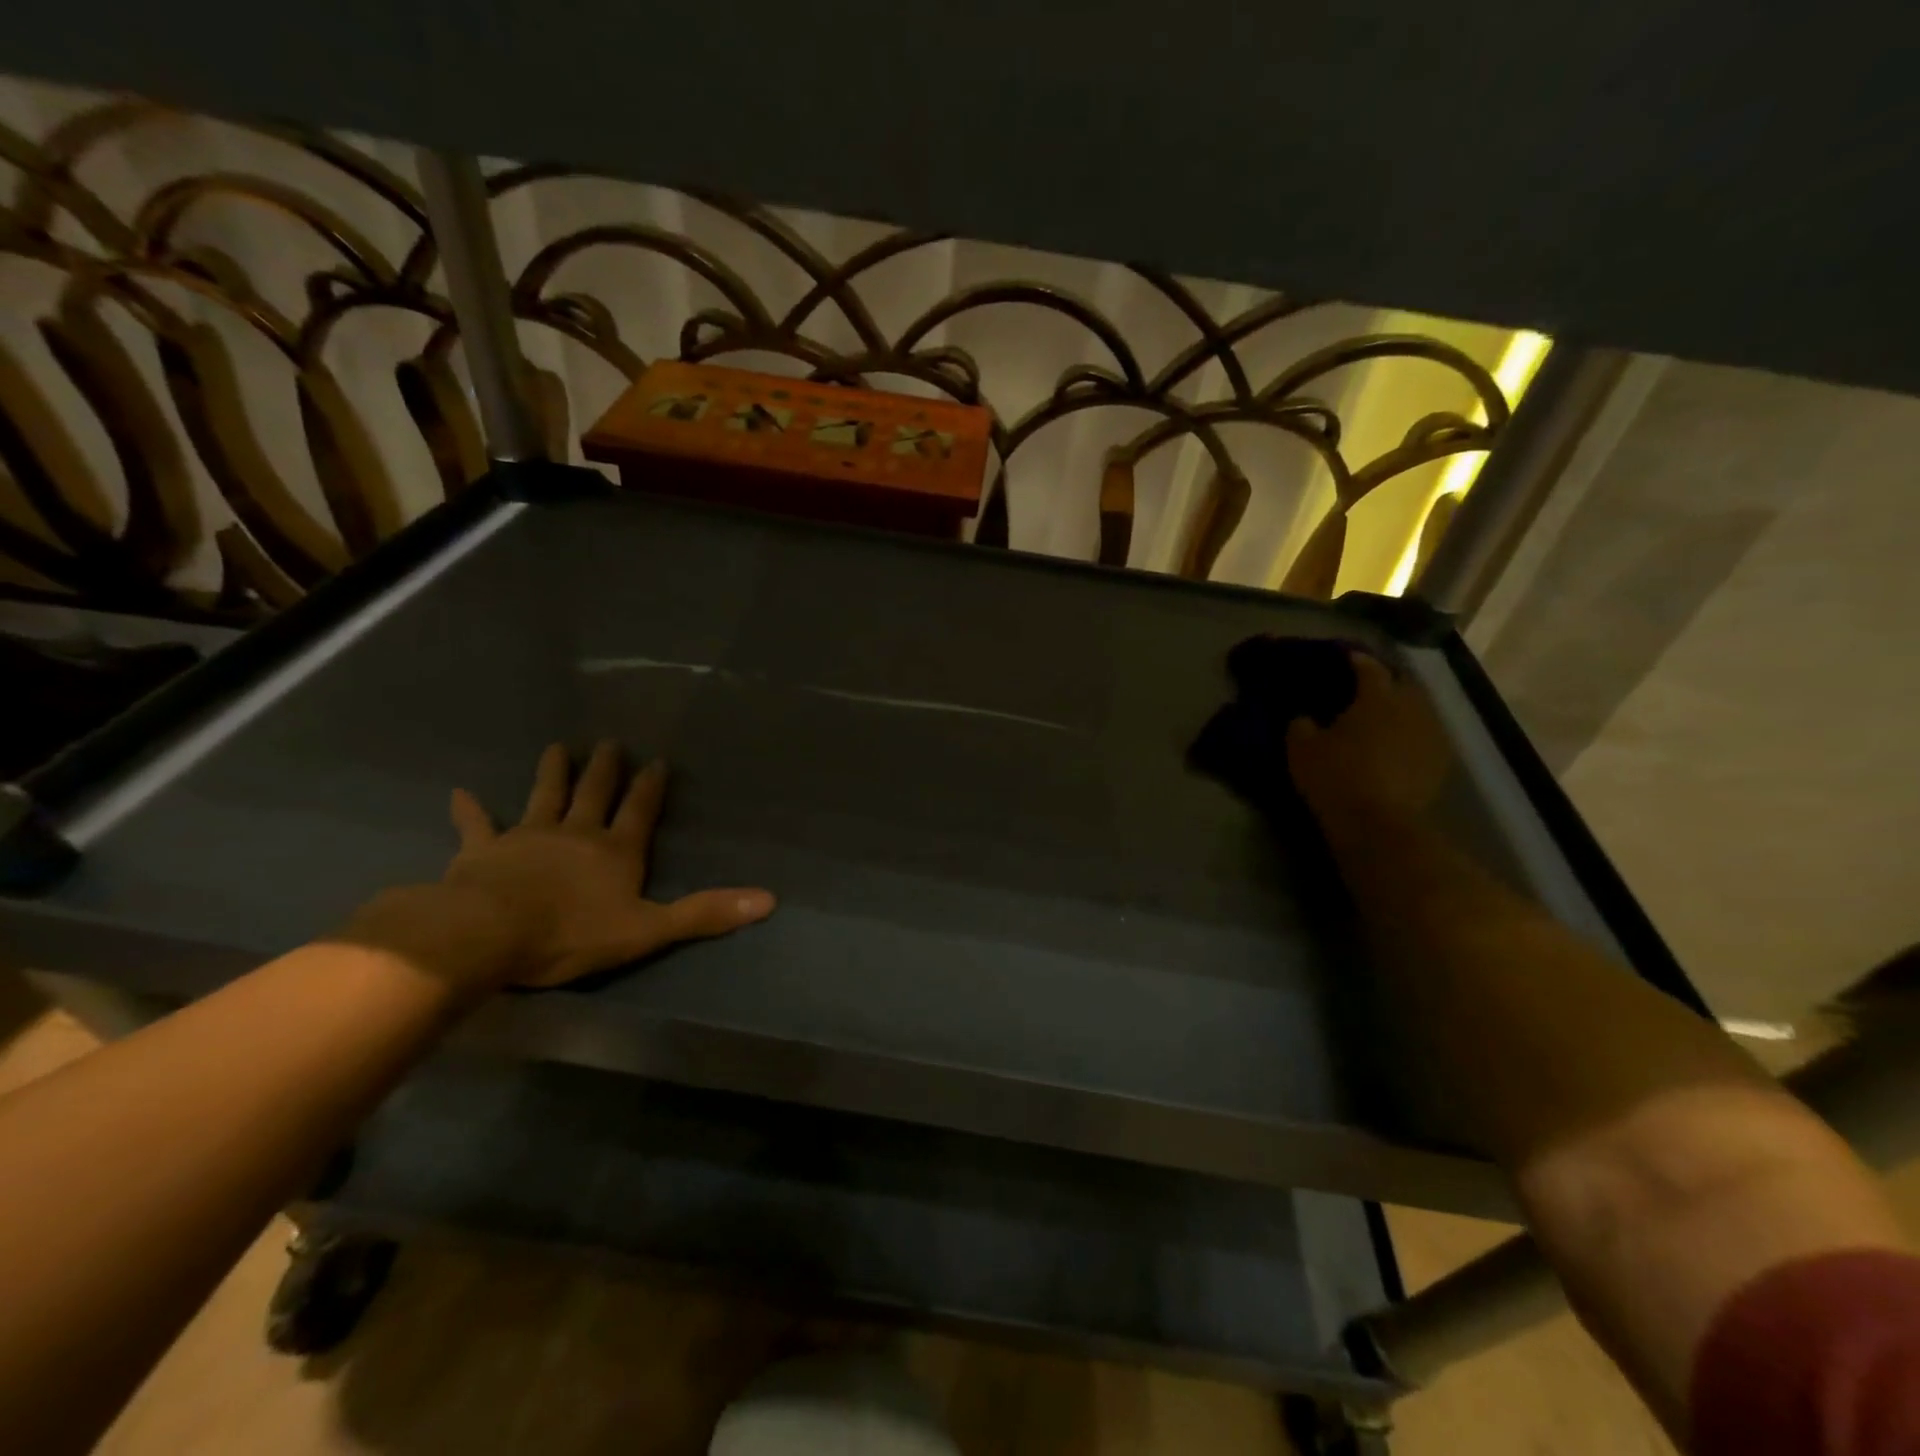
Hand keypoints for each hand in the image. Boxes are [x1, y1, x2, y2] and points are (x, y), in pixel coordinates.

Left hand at [345, 742, 775, 994]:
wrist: (486, 935)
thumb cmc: (571, 934)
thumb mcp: (648, 929)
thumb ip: (705, 913)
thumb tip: (768, 900)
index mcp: (615, 851)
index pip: (640, 811)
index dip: (650, 787)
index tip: (657, 761)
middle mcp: (576, 833)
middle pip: (594, 794)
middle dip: (604, 769)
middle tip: (609, 742)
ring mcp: (527, 838)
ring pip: (544, 796)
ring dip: (552, 773)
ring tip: (556, 747)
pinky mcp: (482, 852)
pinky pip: (476, 826)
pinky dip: (470, 810)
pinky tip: (459, 792)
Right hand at [1287, 651, 1452, 822]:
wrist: (1377, 823)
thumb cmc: (1335, 777)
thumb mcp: (1301, 749)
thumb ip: (1301, 725)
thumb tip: (1305, 718)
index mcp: (1376, 697)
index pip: (1368, 667)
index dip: (1356, 660)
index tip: (1345, 657)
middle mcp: (1410, 707)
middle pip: (1403, 683)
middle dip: (1387, 680)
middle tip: (1367, 686)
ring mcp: (1431, 735)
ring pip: (1419, 709)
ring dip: (1403, 707)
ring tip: (1384, 715)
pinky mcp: (1440, 762)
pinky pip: (1426, 736)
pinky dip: (1412, 733)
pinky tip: (1398, 744)